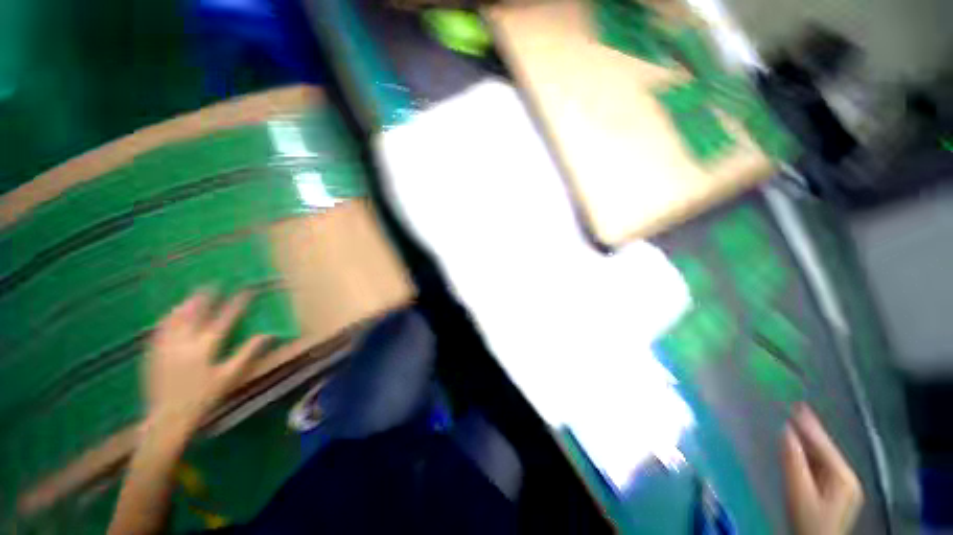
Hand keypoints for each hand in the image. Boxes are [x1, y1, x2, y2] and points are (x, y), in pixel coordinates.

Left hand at [145, 289, 271, 434]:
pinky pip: (160, 329)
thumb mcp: (229, 377)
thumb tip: (268, 335)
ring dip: (185, 304)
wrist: (167, 419)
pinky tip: (170, 315)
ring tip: (192, 296)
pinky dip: (168, 318)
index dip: (237, 303)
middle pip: (195, 313)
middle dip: (205, 297)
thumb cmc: (203, 398)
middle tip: (212, 284)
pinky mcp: (152, 353)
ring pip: (175, 318)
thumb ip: (247, 353)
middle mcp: (184, 342)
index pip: (225, 319)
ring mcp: (165, 346)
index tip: (246, 291)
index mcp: (205, 347)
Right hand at [782, 404, 862, 534]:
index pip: (824, 444)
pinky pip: (822, 466)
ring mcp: (844, 486)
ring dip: (809, 442)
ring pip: (824, 457)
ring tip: (794, 423)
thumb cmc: (807, 521)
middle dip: (810, 431)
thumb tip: (784, 430)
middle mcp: (848, 477)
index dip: (810, 425)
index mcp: (843, 475)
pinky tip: (801, 448)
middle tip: (794, 409)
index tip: (796, 404)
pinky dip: (810, 454)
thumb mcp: (799, 493)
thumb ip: (793, 462)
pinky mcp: (836, 492)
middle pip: (826, 449)